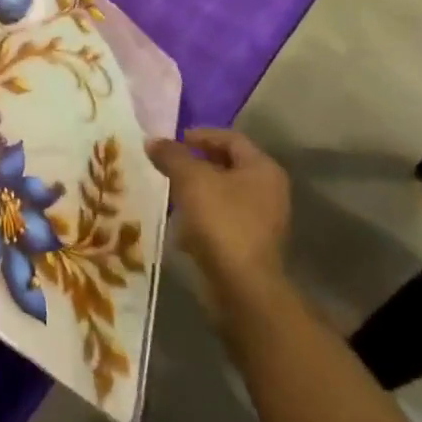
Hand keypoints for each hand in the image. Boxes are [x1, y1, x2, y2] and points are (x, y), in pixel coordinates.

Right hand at [147, 128, 291, 325]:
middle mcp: (269, 191)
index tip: (172, 140)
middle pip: (228, 165)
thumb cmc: (221, 221)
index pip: (231, 138)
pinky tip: (181, 221)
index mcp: (262, 169)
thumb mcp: (191, 179)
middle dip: (196, 162)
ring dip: (197, 189)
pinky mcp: (251, 244)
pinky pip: (223, 217)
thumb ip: (171, 155)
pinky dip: (202, 213)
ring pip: (224, 193)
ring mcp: (263, 220)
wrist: (241, 286)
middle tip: (168, 163)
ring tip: (169, 189)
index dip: (200, 135)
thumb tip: (152, 141)